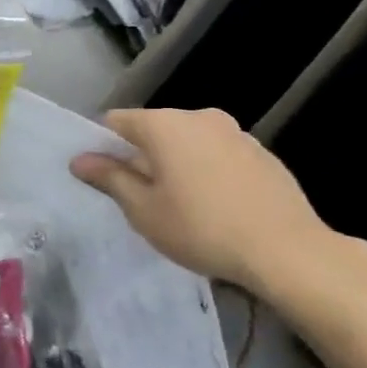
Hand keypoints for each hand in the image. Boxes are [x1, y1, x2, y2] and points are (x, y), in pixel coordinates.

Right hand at [69, 108, 338, 289]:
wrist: (287, 251)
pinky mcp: (263, 153)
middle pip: (154, 130)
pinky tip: (214, 207)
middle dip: (141, 156)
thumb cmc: (200, 228)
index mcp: (165, 124)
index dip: (102, 147)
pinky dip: (206, 171)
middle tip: (138, 197)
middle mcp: (200, 117)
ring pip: (188, 142)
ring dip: (175, 164)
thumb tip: (80, 159)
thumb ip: (109, 178)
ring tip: (179, 205)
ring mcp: (236, 133)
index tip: (103, 178)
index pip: (116, 121)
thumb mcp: (142, 209)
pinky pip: (218, 155)